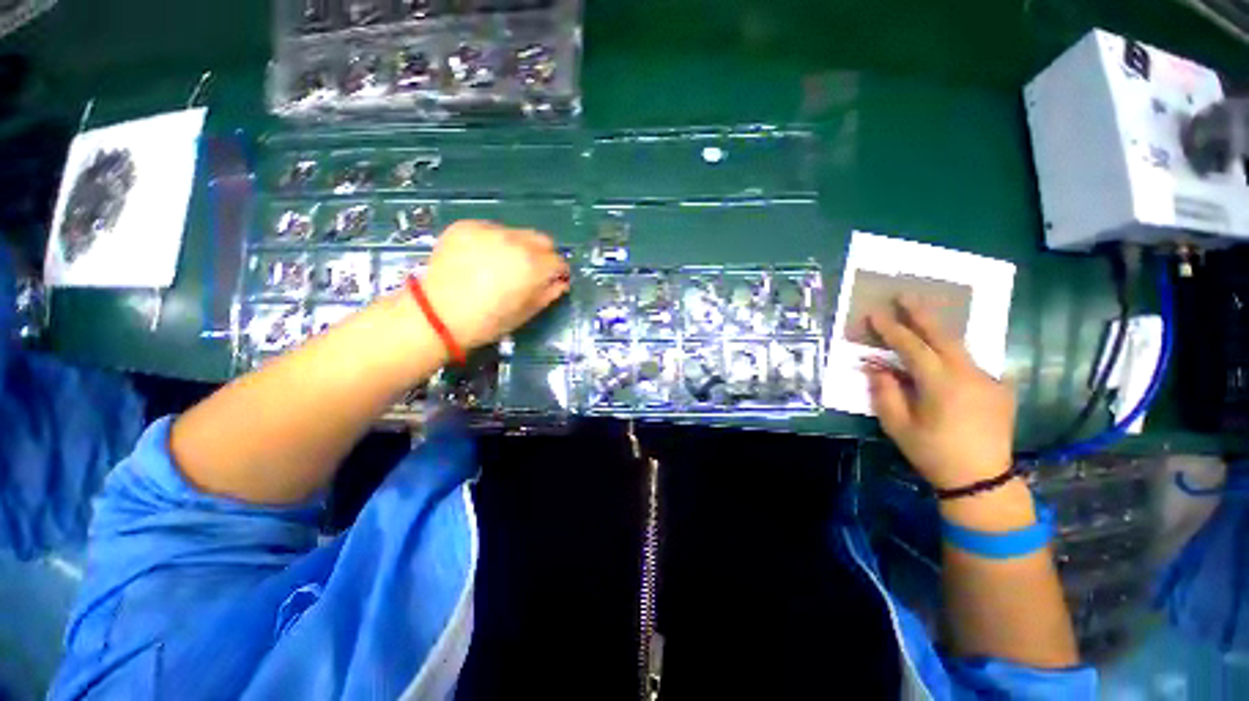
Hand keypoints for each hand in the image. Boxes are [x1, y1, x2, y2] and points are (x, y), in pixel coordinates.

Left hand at [421, 221, 570, 350]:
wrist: (436, 315)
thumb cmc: (487, 321)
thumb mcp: (525, 313)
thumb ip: (548, 294)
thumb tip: (560, 283)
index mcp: (533, 265)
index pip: (559, 261)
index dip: (559, 273)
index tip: (554, 281)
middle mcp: (515, 241)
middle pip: (542, 240)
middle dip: (543, 255)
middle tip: (531, 272)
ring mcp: (489, 230)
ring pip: (516, 233)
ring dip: (518, 247)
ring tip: (501, 265)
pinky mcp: (466, 226)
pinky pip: (490, 230)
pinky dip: (493, 242)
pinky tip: (481, 259)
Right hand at [863, 298, 1015, 491]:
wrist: (983, 480)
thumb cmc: (933, 453)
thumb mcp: (898, 426)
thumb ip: (885, 392)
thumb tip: (875, 366)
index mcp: (941, 384)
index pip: (912, 346)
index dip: (891, 329)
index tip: (874, 314)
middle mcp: (969, 374)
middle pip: (943, 335)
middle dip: (921, 313)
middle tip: (905, 295)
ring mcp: (989, 379)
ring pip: (960, 346)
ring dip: (938, 331)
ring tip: (921, 320)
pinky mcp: (1000, 388)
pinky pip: (972, 363)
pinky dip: (954, 355)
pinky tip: (945, 359)